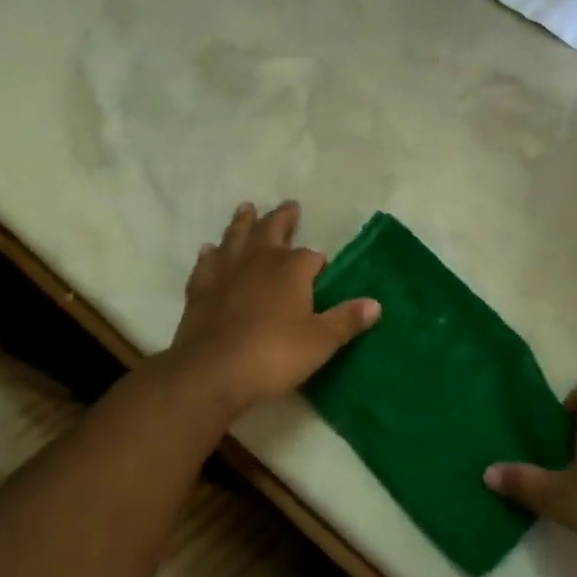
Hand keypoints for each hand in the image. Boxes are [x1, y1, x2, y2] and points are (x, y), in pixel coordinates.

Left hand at [159, 201, 379, 420]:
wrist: (212, 371)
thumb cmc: (274, 355)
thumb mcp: (320, 342)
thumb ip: (346, 320)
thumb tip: (375, 304)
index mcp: (291, 268)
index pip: (311, 256)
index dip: (318, 262)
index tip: (322, 269)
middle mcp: (259, 260)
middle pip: (272, 229)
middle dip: (283, 218)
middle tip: (289, 205)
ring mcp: (226, 271)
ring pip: (236, 237)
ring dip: (244, 222)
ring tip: (247, 208)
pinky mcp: (200, 289)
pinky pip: (207, 263)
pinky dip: (211, 254)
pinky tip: (210, 250)